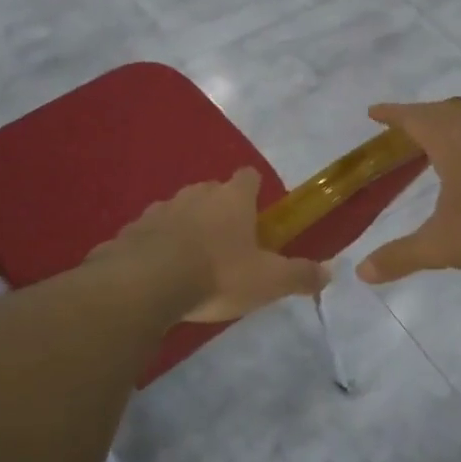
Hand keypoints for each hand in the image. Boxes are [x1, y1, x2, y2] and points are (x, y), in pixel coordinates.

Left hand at [93, 169, 330, 322]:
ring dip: (186, 228)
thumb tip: (329, 271)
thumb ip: (300, 275)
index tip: (258, 213)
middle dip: (219, 211)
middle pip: (211, 191)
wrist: (145, 284)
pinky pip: (150, 233)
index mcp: (231, 199)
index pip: (248, 177)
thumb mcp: (268, 282)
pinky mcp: (131, 230)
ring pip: (178, 211)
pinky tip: (159, 272)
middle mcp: (195, 194)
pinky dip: (156, 245)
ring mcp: (159, 209)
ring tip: (191, 261)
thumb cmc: (217, 275)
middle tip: (228, 244)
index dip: (255, 191)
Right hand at [356, 100, 460, 283]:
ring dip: (450, 123)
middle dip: (419, 115)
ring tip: (437, 139)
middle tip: (402, 126)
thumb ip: (401, 256)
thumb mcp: (442, 245)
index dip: (392, 113)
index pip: (414, 118)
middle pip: (443, 112)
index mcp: (451, 141)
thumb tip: (361, 272)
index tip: (373, 112)